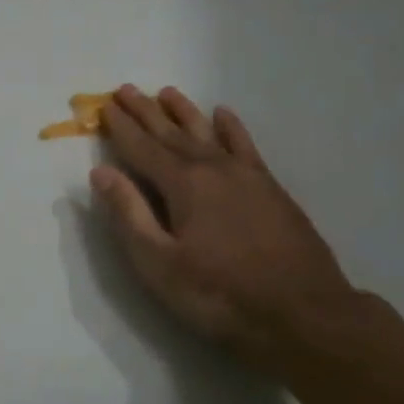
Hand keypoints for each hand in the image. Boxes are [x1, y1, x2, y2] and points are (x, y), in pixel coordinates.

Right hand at [91, 87, 360, 362]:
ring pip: (207, 132)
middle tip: (125, 89)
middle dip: (146, 112)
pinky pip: (245, 146)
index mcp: (182, 184)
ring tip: (167, 92)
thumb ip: (128, 214)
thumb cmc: (219, 294)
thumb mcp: (159, 263)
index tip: (104, 105)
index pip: (142, 148)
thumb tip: (101, 172)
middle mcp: (213, 168)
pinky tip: (223, 115)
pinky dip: (232, 128)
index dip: (121, 127)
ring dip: (184, 112)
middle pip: (171, 133)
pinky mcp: (271, 188)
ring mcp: (246, 175)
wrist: (303, 314)